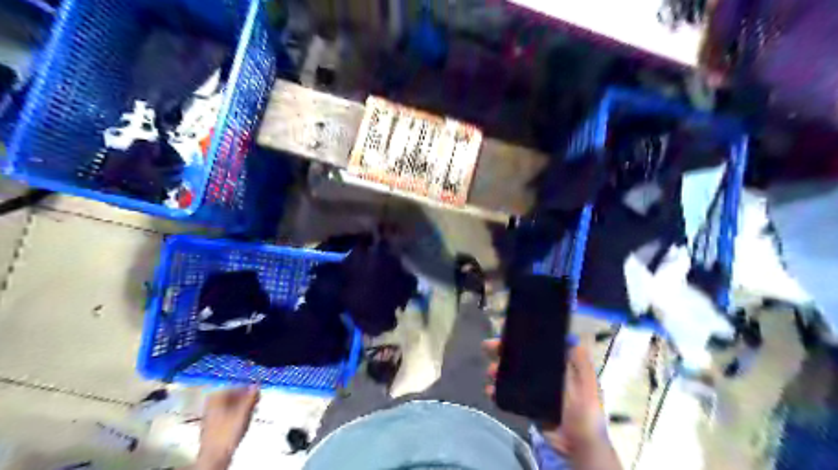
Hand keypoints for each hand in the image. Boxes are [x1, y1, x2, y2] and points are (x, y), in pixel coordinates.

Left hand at [196, 388, 258, 468]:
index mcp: (215, 397)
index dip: (248, 389)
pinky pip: (228, 416)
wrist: (215, 456)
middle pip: (233, 396)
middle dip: (246, 399)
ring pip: (231, 406)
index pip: (235, 386)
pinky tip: (243, 422)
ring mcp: (210, 417)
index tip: (257, 392)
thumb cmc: (226, 434)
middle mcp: (211, 405)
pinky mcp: (213, 427)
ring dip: (243, 407)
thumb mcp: (244, 412)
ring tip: (251, 412)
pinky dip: (237, 416)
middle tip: (256, 402)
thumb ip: (251, 397)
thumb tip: (256, 386)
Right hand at [485, 340, 610, 452]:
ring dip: (497, 370)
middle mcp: (543, 374)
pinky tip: (490, 390)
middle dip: (503, 351)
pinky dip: (496, 390)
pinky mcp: (525, 404)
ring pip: (510, 373)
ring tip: (490, 372)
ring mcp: (533, 389)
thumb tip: (569, 337)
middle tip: (488, 347)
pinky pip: (507, 394)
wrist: (577, 445)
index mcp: (558, 365)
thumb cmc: (585, 410)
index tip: (507, 333)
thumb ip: (580, 361)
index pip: (535, 346)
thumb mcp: (588, 382)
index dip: (521, 339)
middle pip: (519, 357)